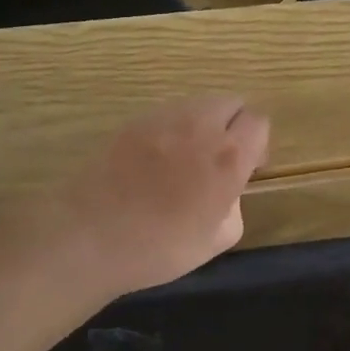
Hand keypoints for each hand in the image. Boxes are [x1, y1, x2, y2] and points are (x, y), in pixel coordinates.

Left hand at [51, 95, 270, 299]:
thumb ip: (234, 207)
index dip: (257, 144)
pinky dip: (172, 129)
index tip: (248, 167)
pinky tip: (155, 160)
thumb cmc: (160, 248)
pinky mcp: (133, 121)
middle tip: (220, 158)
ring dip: (203, 124)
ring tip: (185, 158)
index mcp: (228, 157)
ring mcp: (163, 118)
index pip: (259, 123)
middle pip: (231, 103)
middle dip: (234, 125)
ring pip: (198, 104)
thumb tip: (227, 192)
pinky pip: (166, 114)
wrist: (90, 236)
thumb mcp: (216, 241)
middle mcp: (200, 126)